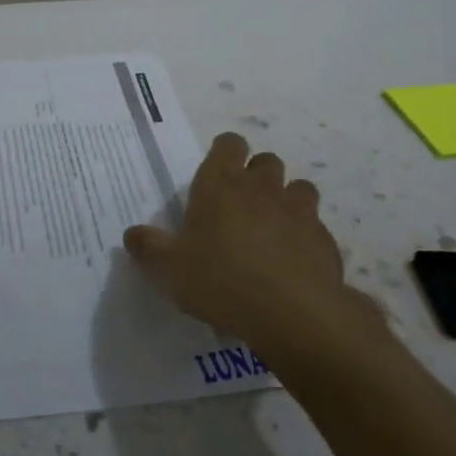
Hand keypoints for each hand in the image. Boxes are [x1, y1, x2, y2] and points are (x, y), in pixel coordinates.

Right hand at [124, 133, 368, 360]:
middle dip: (256, 175)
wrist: (292, 311)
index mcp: (221, 184)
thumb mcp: (169, 269)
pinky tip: (293, 261)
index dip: (224, 152)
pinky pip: (315, 225)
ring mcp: (299, 210)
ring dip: (286, 200)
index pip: (229, 144)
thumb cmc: (220, 279)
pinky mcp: (324, 238)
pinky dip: (305, 236)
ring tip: (272, 228)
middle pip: (266, 161)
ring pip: (298, 187)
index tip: (216, 173)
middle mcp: (262, 187)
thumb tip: (131, 234)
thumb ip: (149, 247)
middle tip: (240, 205)